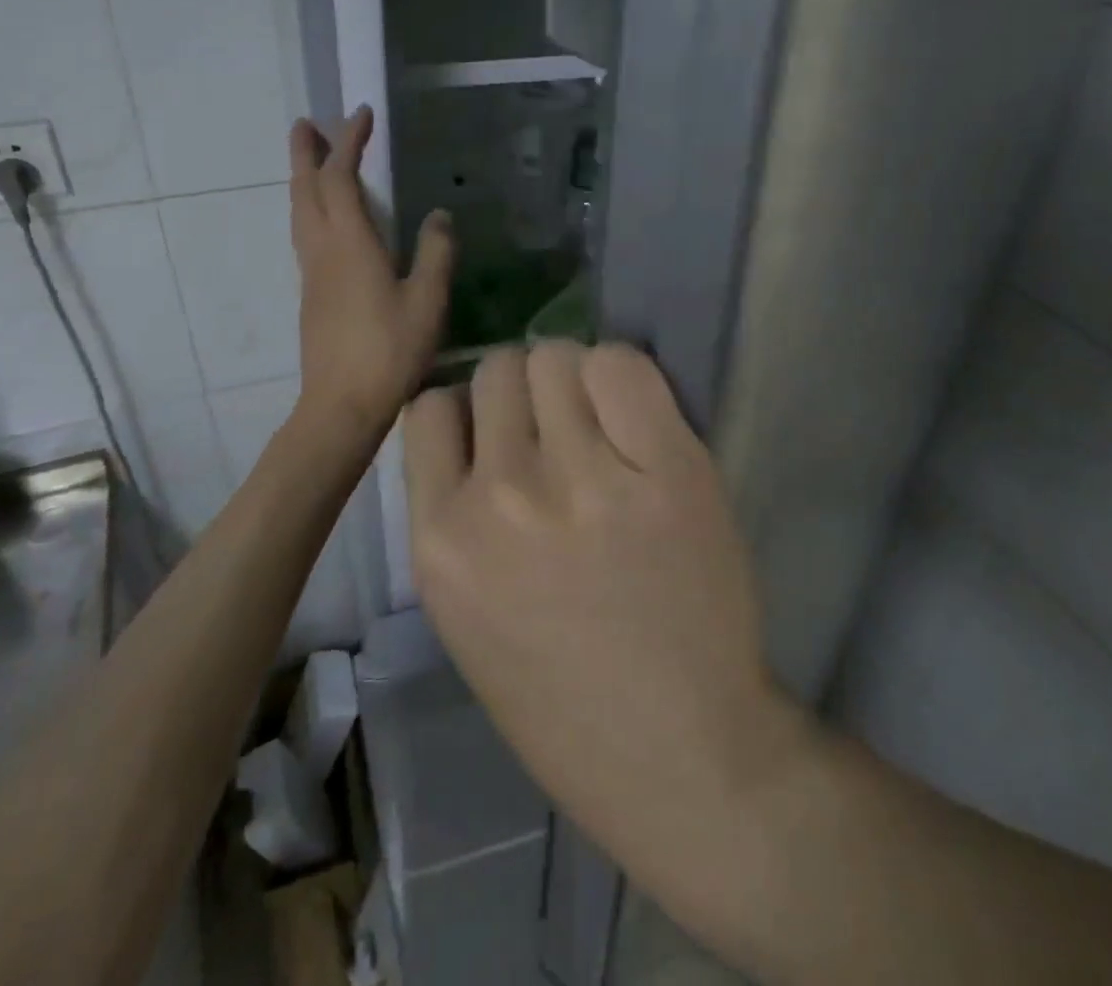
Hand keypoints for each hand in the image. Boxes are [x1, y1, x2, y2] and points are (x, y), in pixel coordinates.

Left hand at [290, 106, 453, 432]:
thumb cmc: (390, 350)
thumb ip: (436, 253)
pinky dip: (310, 209)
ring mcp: (312, 273)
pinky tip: (325, 219)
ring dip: (302, 179)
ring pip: (299, 213)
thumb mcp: (428, 300)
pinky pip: (305, 234)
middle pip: (306, 190)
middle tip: (306, 123)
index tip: (361, 114)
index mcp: (351, 244)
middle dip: (306, 153)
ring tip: (310, 160)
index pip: (341, 179)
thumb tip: (440, 215)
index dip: (348, 143)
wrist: (342, 404)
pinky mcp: (311, 294)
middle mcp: (323, 250)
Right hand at [404, 342, 807, 901]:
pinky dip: (623, 377)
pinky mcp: (668, 466)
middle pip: (499, 369)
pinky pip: (622, 364)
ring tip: (603, 429)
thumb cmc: (563, 697)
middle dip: (525, 394)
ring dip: (574, 381)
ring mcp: (587, 477)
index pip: (432, 407)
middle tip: (562, 433)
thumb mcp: (465, 610)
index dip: (470, 414)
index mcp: (440, 541)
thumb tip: (475, 418)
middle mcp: (502, 496)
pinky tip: (638, 423)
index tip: (501, 435)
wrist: (678, 754)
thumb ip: (456, 509)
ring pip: (557, 357)